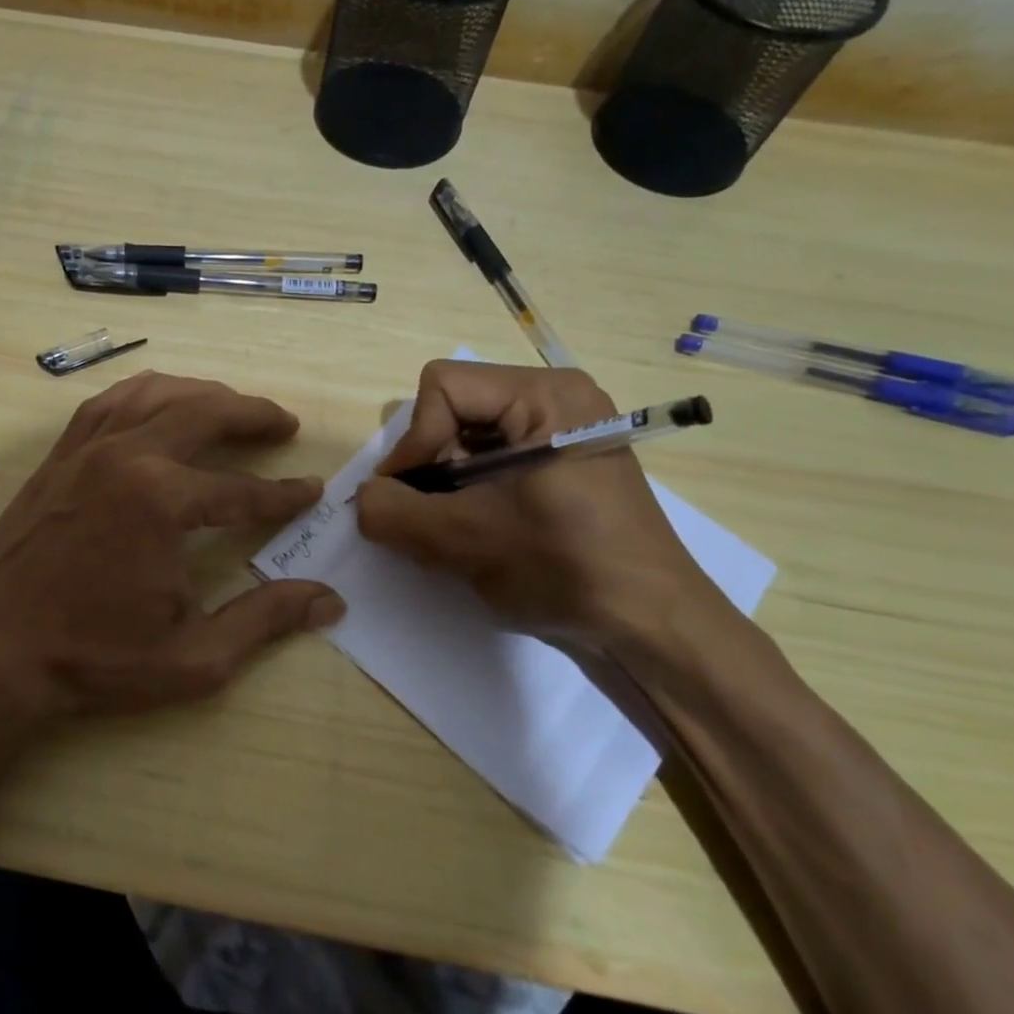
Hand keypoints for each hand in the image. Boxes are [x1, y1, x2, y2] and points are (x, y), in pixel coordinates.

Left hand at [0, 372, 344, 721]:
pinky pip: (107, 403)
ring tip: (230, 405)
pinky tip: (158, 403)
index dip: (284, 494)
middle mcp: (126, 457)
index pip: (242, 490)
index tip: (312, 492)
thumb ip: (265, 620)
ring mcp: (85, 450)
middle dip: (252, 415)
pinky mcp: (58, 456)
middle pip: (203, 413)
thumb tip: (329, 600)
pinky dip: (144, 394)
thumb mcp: (194, 656)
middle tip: (283, 423)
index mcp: (161, 500)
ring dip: (201, 393)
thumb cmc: (96, 660)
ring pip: (154, 393)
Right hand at [354, 361, 720, 650]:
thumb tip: (362, 499)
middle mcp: (557, 398)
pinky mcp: (564, 462)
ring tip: (458, 531)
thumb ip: (393, 512)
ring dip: (447, 485)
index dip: (415, 442)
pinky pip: (494, 458)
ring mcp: (565, 430)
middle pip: (454, 409)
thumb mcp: (464, 540)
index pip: (442, 387)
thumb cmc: (564, 568)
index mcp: (545, 395)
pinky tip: (481, 531)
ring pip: (468, 437)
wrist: (652, 626)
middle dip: (432, 466)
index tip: (415, 500)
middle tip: (435, 518)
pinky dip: (471, 492)